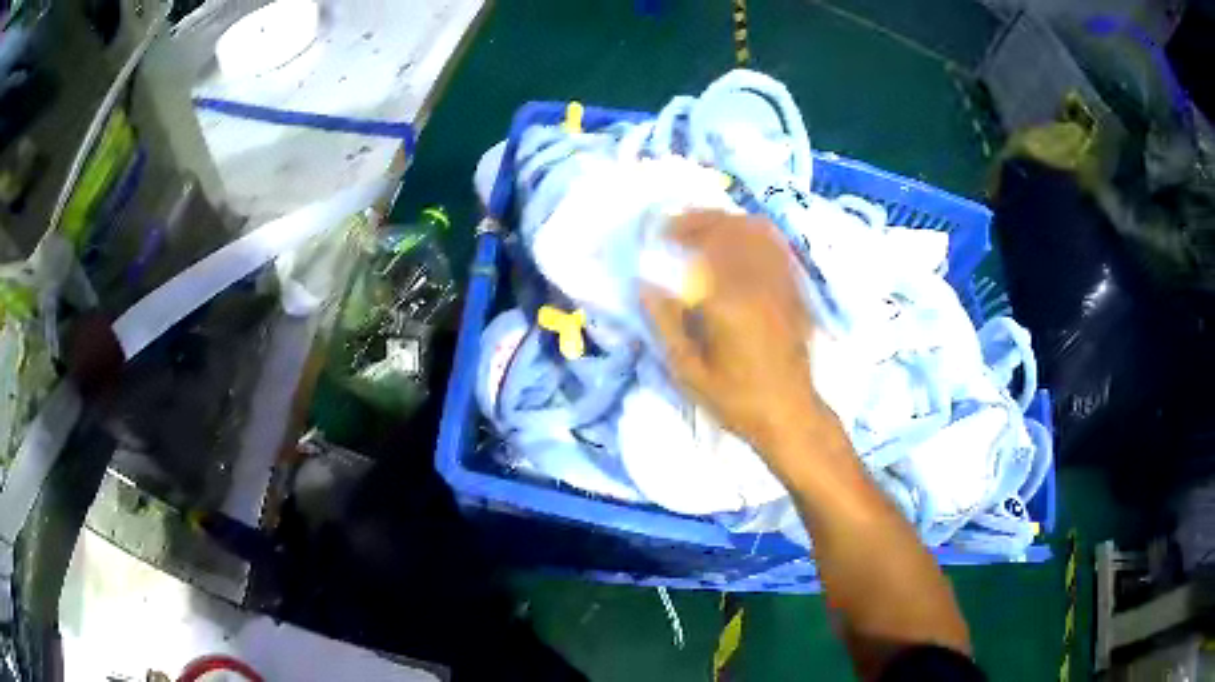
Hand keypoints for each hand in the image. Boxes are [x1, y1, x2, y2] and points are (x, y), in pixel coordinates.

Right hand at [641, 210, 832, 454]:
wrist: (789, 413)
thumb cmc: (735, 399)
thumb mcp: (689, 371)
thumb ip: (666, 323)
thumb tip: (645, 284)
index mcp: (729, 301)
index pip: (702, 244)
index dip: (678, 230)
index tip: (657, 234)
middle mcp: (758, 281)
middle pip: (729, 227)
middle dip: (699, 220)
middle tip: (676, 228)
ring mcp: (782, 282)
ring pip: (754, 230)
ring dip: (726, 221)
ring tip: (704, 230)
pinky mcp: (795, 289)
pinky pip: (776, 245)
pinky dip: (753, 233)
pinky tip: (738, 241)